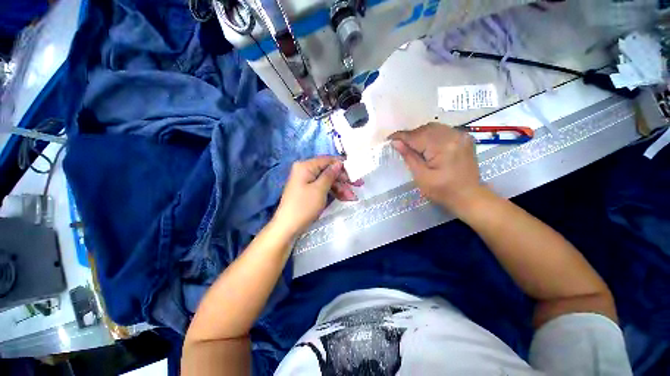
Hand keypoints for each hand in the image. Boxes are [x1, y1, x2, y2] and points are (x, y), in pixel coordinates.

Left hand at [273, 156, 361, 235]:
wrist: (288, 227)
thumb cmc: (304, 206)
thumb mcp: (319, 189)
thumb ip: (330, 174)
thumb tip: (339, 163)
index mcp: (305, 166)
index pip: (327, 160)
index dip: (342, 165)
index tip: (356, 171)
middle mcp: (305, 170)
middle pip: (328, 171)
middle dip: (343, 180)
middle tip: (358, 185)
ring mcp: (306, 181)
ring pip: (327, 181)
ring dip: (340, 188)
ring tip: (352, 197)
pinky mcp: (308, 191)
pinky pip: (323, 188)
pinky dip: (333, 193)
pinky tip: (344, 198)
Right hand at [390, 123, 484, 214]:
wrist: (469, 196)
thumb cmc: (442, 191)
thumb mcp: (421, 176)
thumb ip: (409, 156)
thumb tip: (395, 142)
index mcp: (443, 147)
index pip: (417, 136)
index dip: (401, 136)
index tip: (389, 139)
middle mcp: (454, 136)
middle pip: (426, 129)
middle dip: (411, 135)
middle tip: (400, 145)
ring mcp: (461, 135)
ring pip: (434, 128)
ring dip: (420, 135)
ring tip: (411, 146)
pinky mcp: (464, 138)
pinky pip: (443, 131)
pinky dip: (431, 135)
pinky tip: (426, 145)